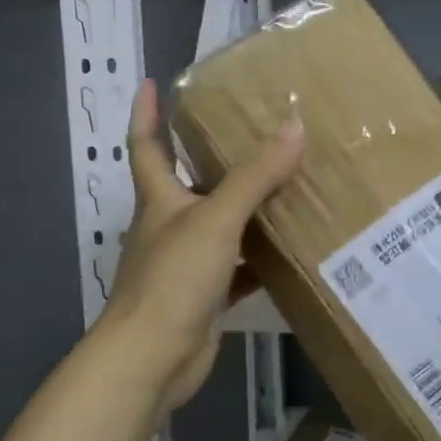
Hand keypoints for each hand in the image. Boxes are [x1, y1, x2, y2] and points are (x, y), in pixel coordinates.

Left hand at [98, 79, 302, 412]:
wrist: (152, 358)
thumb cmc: (173, 279)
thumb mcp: (216, 219)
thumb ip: (255, 177)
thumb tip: (294, 128)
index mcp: (159, 199)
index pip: (146, 145)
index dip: (147, 113)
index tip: (154, 82)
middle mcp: (168, 226)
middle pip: (187, 182)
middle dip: (210, 157)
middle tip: (250, 131)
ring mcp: (185, 264)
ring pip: (218, 226)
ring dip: (245, 209)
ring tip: (285, 185)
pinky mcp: (203, 296)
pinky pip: (237, 269)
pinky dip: (258, 260)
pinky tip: (290, 252)